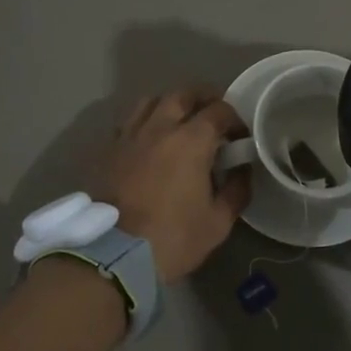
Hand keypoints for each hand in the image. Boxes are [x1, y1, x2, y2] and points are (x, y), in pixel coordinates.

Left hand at [95, 88, 251, 280]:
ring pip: (150, 101)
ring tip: (178, 123)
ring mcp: (129, 136)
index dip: (234, 119)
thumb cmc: (172, 238)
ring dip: (169, 105)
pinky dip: (144, 123)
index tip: (240, 137)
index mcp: (191, 140)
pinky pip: (129, 122)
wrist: (113, 256)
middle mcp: (159, 127)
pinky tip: (149, 142)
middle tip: (212, 117)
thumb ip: (236, 190)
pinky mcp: (108, 150)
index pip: (219, 110)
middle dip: (202, 99)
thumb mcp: (218, 222)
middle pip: (182, 94)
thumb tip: (242, 170)